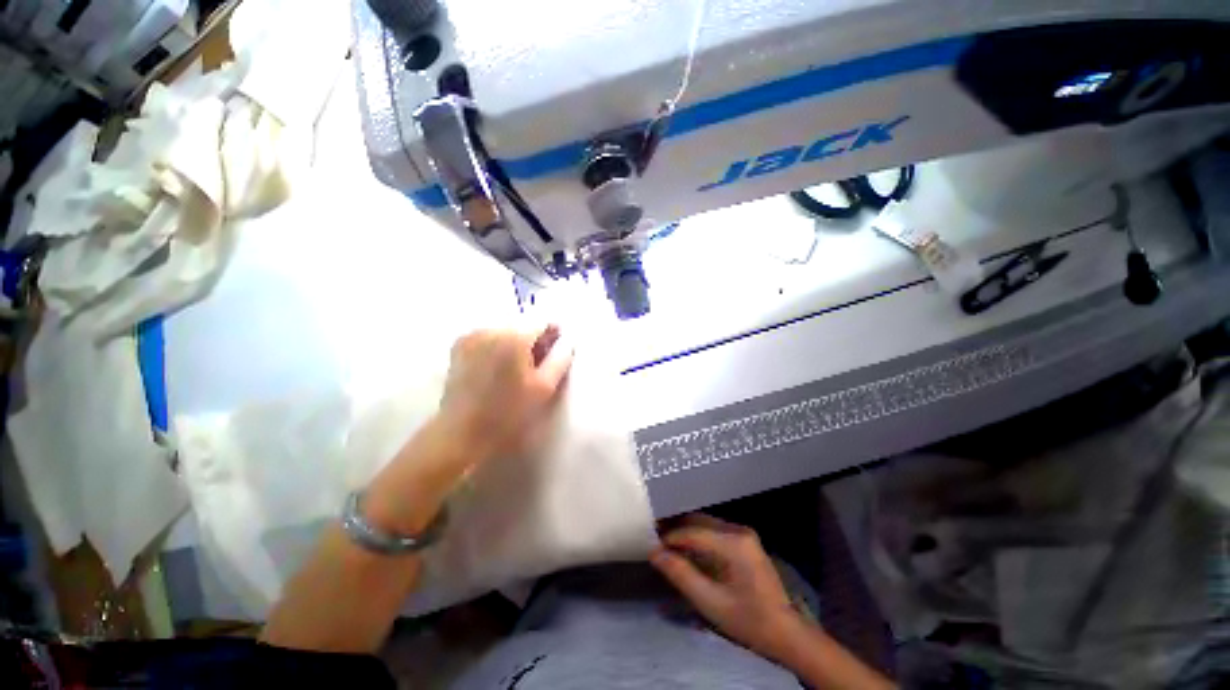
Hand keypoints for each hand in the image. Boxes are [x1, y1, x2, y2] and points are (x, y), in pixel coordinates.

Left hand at [437, 325, 573, 463]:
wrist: (463, 433)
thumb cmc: (509, 412)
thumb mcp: (544, 387)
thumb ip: (560, 358)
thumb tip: (568, 340)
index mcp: (513, 337)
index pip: (542, 321)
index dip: (554, 333)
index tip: (558, 350)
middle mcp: (490, 329)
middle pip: (522, 324)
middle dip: (535, 339)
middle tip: (541, 362)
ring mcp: (471, 336)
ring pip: (505, 330)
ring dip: (517, 342)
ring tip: (520, 367)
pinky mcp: (459, 346)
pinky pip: (488, 337)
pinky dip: (499, 345)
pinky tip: (500, 367)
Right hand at [651, 514, 802, 659]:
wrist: (786, 632)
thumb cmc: (748, 621)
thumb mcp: (710, 602)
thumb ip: (681, 574)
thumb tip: (654, 552)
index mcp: (733, 543)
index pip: (692, 531)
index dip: (669, 537)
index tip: (650, 544)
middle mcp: (738, 530)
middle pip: (698, 521)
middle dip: (675, 529)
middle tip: (655, 539)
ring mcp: (743, 533)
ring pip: (705, 523)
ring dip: (686, 532)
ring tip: (666, 544)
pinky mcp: (745, 540)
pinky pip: (714, 531)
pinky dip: (698, 537)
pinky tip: (687, 549)